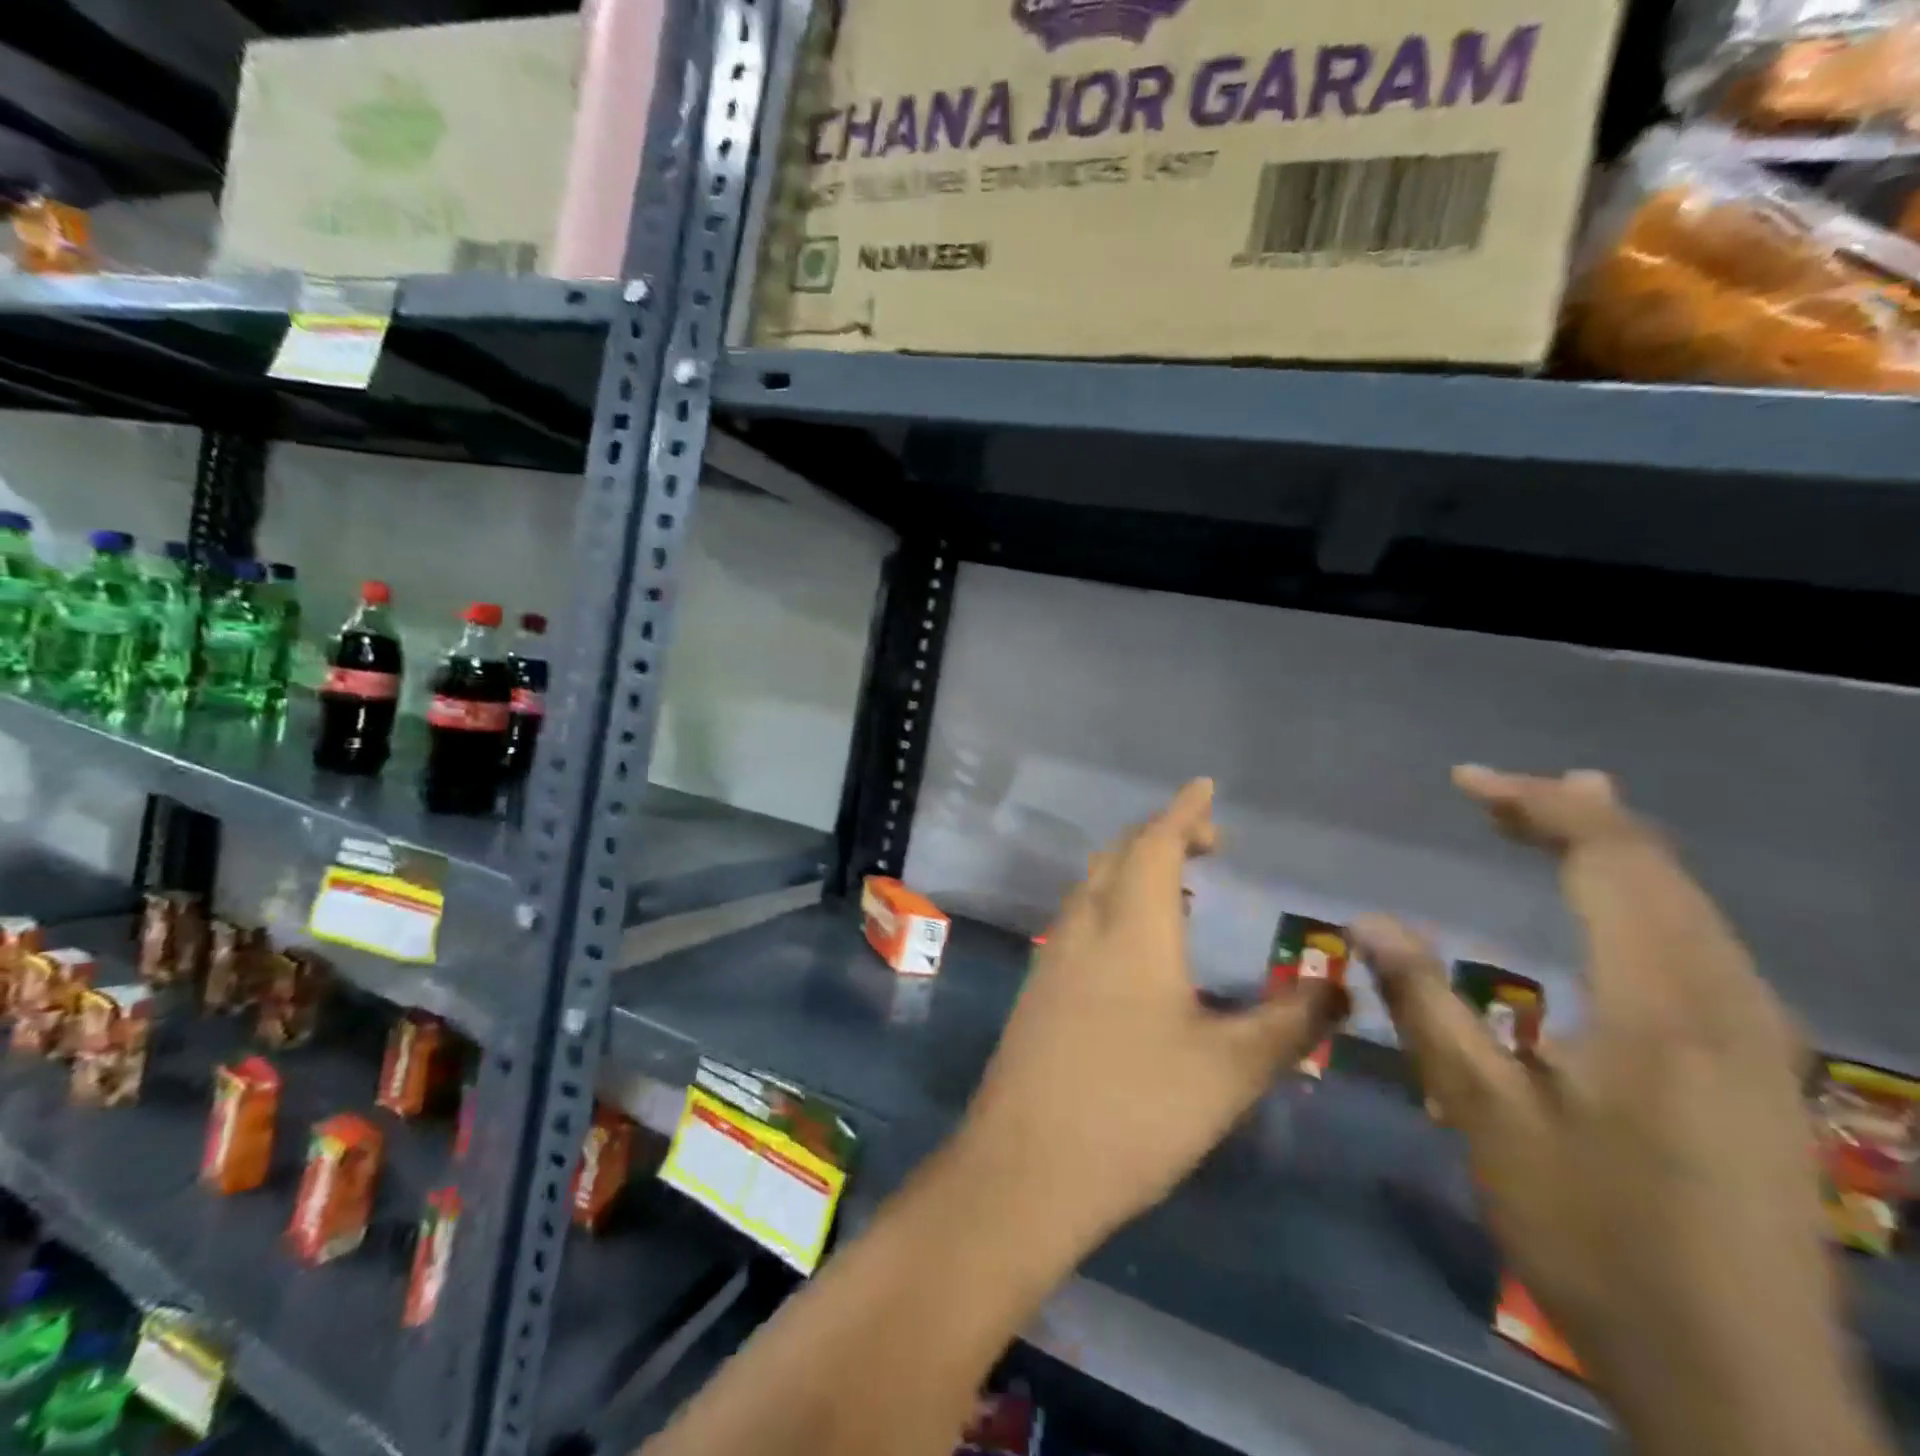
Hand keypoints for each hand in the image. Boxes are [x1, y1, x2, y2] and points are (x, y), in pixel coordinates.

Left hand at [953, 778, 1347, 1255]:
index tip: (1205, 787)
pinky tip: (1133, 942)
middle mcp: (1085, 926)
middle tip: (1206, 841)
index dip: (1182, 812)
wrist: (1027, 1165)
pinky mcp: (1038, 988)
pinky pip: (1079, 918)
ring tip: (1177, 883)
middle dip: (1160, 834)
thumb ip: (1290, 1023)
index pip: (1155, 844)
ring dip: (1132, 868)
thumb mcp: (1231, 1070)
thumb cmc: (1137, 1109)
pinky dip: (1111, 902)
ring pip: (1093, 885)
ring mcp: (1053, 956)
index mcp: (1131, 928)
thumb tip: (1340, 986)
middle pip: (1118, 855)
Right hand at [1355, 769, 1888, 1455]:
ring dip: (1616, 850)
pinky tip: (1617, 905)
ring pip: (1690, 904)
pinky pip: (1703, 942)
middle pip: (1658, 869)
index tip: (1464, 783)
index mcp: (1663, 1003)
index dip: (1538, 806)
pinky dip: (1646, 896)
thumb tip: (1367, 920)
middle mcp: (1727, 1002)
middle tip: (1494, 791)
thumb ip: (1425, 1005)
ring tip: (1558, 814)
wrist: (1741, 1384)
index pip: (1611, 860)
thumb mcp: (1486, 1116)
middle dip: (1573, 814)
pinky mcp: (1759, 1070)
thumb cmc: (1594, 1236)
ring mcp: (1756, 1038)